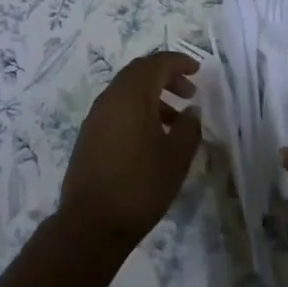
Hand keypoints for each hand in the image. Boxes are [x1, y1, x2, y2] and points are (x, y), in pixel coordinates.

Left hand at [58, 51, 201, 248]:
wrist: (91, 223)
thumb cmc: (140, 185)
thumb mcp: (175, 158)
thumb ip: (188, 128)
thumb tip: (191, 110)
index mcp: (131, 94)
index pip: (156, 63)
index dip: (178, 62)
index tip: (198, 70)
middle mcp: (110, 97)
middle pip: (140, 73)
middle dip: (166, 77)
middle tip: (189, 92)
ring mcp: (96, 116)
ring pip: (128, 92)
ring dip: (153, 96)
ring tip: (176, 121)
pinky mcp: (89, 135)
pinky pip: (117, 109)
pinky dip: (138, 111)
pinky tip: (152, 138)